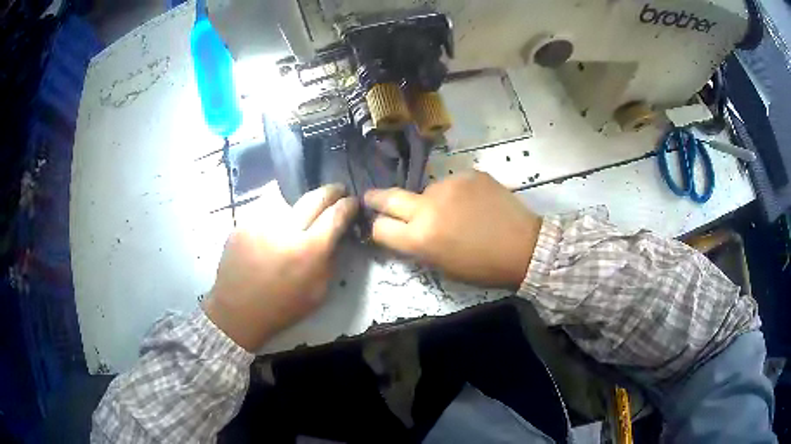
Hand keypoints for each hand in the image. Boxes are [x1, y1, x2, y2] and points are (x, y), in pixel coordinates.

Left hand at [204, 182, 357, 350]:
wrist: (237, 311)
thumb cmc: (281, 308)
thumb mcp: (318, 292)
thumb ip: (331, 260)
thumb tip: (336, 236)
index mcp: (309, 250)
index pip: (336, 215)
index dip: (349, 205)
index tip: (354, 202)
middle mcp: (286, 229)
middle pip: (315, 197)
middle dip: (331, 191)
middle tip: (338, 191)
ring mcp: (261, 223)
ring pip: (289, 201)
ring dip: (301, 205)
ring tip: (303, 214)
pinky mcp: (243, 224)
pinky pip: (267, 212)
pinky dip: (277, 217)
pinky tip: (274, 230)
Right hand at [365, 171, 541, 288]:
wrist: (525, 247)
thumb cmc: (483, 267)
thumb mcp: (443, 267)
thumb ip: (418, 247)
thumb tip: (405, 233)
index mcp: (421, 238)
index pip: (380, 228)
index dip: (378, 229)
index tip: (381, 226)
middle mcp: (428, 206)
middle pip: (389, 197)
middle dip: (376, 199)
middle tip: (371, 198)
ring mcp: (449, 185)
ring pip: (427, 191)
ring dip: (431, 201)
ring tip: (456, 212)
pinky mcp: (469, 174)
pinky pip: (452, 183)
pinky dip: (456, 194)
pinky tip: (474, 204)